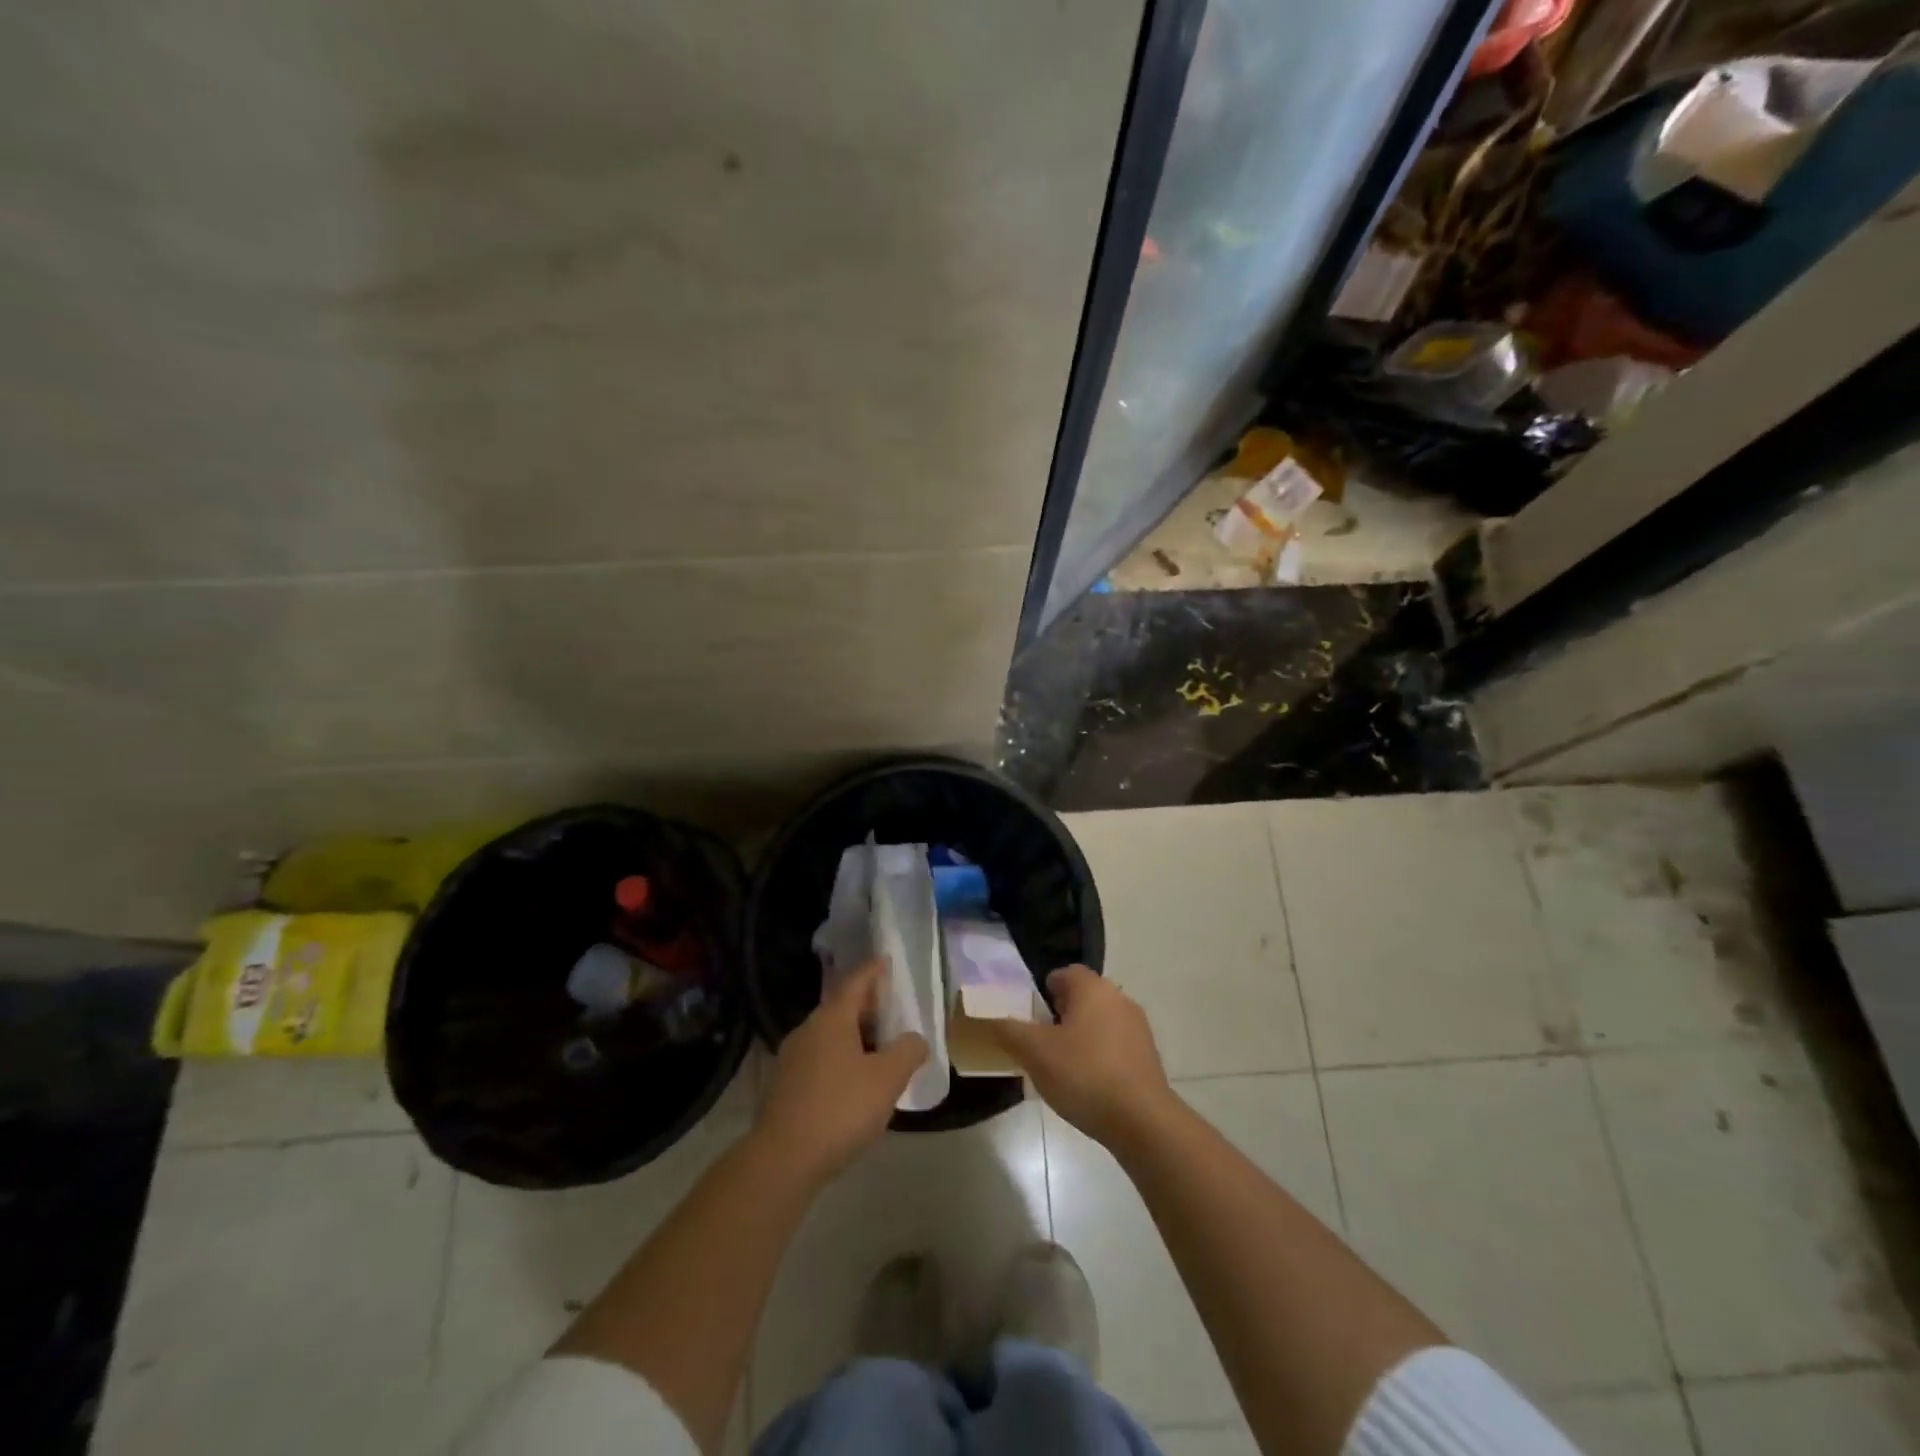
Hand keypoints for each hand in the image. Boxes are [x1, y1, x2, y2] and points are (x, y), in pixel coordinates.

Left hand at [755, 958, 927, 1189]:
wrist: (781, 1161)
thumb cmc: (840, 1110)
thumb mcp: (887, 1080)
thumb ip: (907, 1052)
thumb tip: (914, 1038)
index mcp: (831, 1019)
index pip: (855, 982)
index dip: (873, 970)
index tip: (885, 960)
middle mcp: (807, 1030)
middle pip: (841, 1008)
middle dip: (867, 1006)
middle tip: (892, 1010)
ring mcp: (791, 1059)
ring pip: (829, 1036)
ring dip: (855, 1036)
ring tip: (879, 1048)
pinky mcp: (784, 1088)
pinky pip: (820, 1060)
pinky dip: (841, 1059)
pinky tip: (855, 1082)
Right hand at [993, 965, 1175, 1147]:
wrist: (1142, 1121)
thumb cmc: (1084, 1074)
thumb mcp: (1034, 1052)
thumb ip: (1009, 1030)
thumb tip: (992, 1017)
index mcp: (1093, 988)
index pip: (1065, 973)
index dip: (1044, 992)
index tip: (1031, 1017)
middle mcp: (1119, 999)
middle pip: (1083, 998)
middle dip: (1060, 1016)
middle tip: (1041, 1043)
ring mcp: (1138, 1028)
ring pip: (1100, 1022)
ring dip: (1081, 1037)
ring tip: (1062, 1068)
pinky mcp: (1148, 1057)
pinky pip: (1115, 1046)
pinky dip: (1100, 1057)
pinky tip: (1088, 1085)